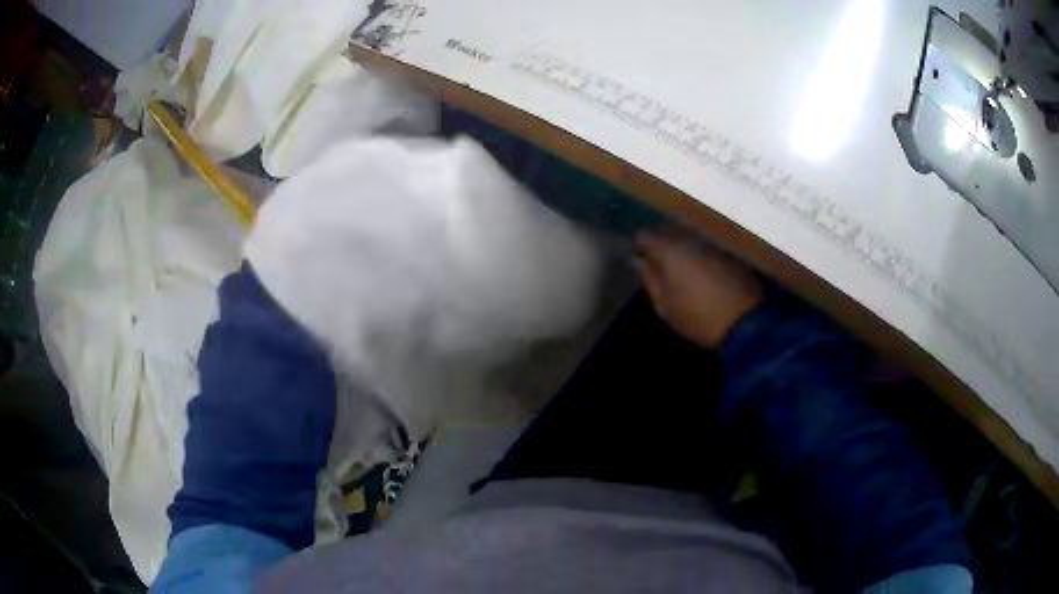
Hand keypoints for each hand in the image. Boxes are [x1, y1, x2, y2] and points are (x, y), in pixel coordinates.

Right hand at [635, 232, 762, 348]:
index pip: (645, 235)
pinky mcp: (729, 253)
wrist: (746, 323)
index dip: (639, 246)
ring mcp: (713, 244)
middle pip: (668, 232)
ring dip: (682, 250)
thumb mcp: (665, 307)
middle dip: (661, 246)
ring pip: (689, 239)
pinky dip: (700, 256)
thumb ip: (649, 280)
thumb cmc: (698, 318)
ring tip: (680, 272)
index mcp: (670, 250)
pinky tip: (701, 275)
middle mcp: (691, 239)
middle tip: (657, 267)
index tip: (639, 261)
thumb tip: (637, 261)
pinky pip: (706, 247)